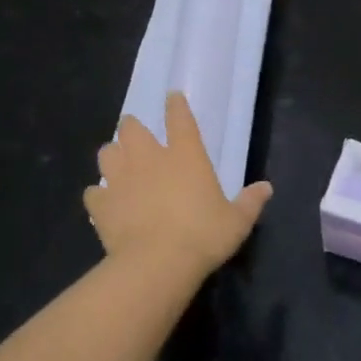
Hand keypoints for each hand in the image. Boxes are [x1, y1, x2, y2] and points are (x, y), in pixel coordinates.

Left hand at [85, 92, 272, 285]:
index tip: (172, 97)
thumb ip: (250, 202)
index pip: (180, 118)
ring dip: (112, 156)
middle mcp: (149, 158)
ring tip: (118, 165)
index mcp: (185, 155)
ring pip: (107, 153)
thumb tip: (266, 188)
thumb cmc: (203, 236)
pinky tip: (103, 202)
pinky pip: (94, 193)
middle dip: (132, 128)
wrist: (157, 264)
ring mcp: (121, 179)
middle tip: (136, 136)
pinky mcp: (101, 204)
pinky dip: (98, 195)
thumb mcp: (236, 222)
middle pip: (132, 128)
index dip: (176, 105)